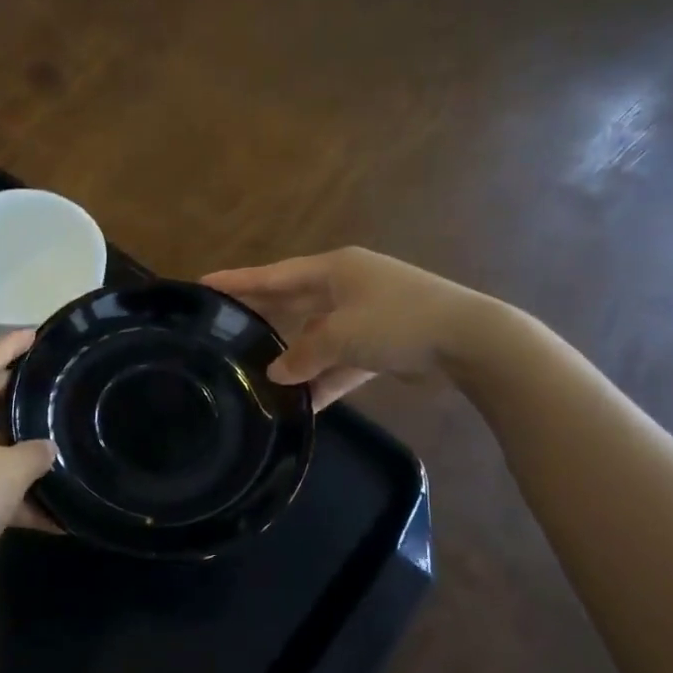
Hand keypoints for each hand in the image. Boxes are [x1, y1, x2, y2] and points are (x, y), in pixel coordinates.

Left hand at [0, 329, 57, 595]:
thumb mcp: (10, 471)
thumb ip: (35, 452)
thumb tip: (47, 449)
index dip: (8, 347)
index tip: (33, 334)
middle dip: (11, 395)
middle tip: (44, 385)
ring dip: (15, 452)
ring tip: (52, 448)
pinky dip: (9, 494)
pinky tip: (48, 517)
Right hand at [203, 248, 492, 406]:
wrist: (469, 342)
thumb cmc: (398, 321)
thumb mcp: (341, 335)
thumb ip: (303, 354)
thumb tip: (277, 373)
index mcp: (334, 270)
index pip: (274, 275)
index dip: (238, 282)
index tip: (203, 284)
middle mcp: (345, 287)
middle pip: (291, 302)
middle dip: (261, 317)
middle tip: (222, 328)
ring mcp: (365, 316)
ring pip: (315, 336)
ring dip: (294, 358)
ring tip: (257, 375)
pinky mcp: (380, 344)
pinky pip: (340, 361)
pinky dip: (324, 379)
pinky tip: (302, 403)